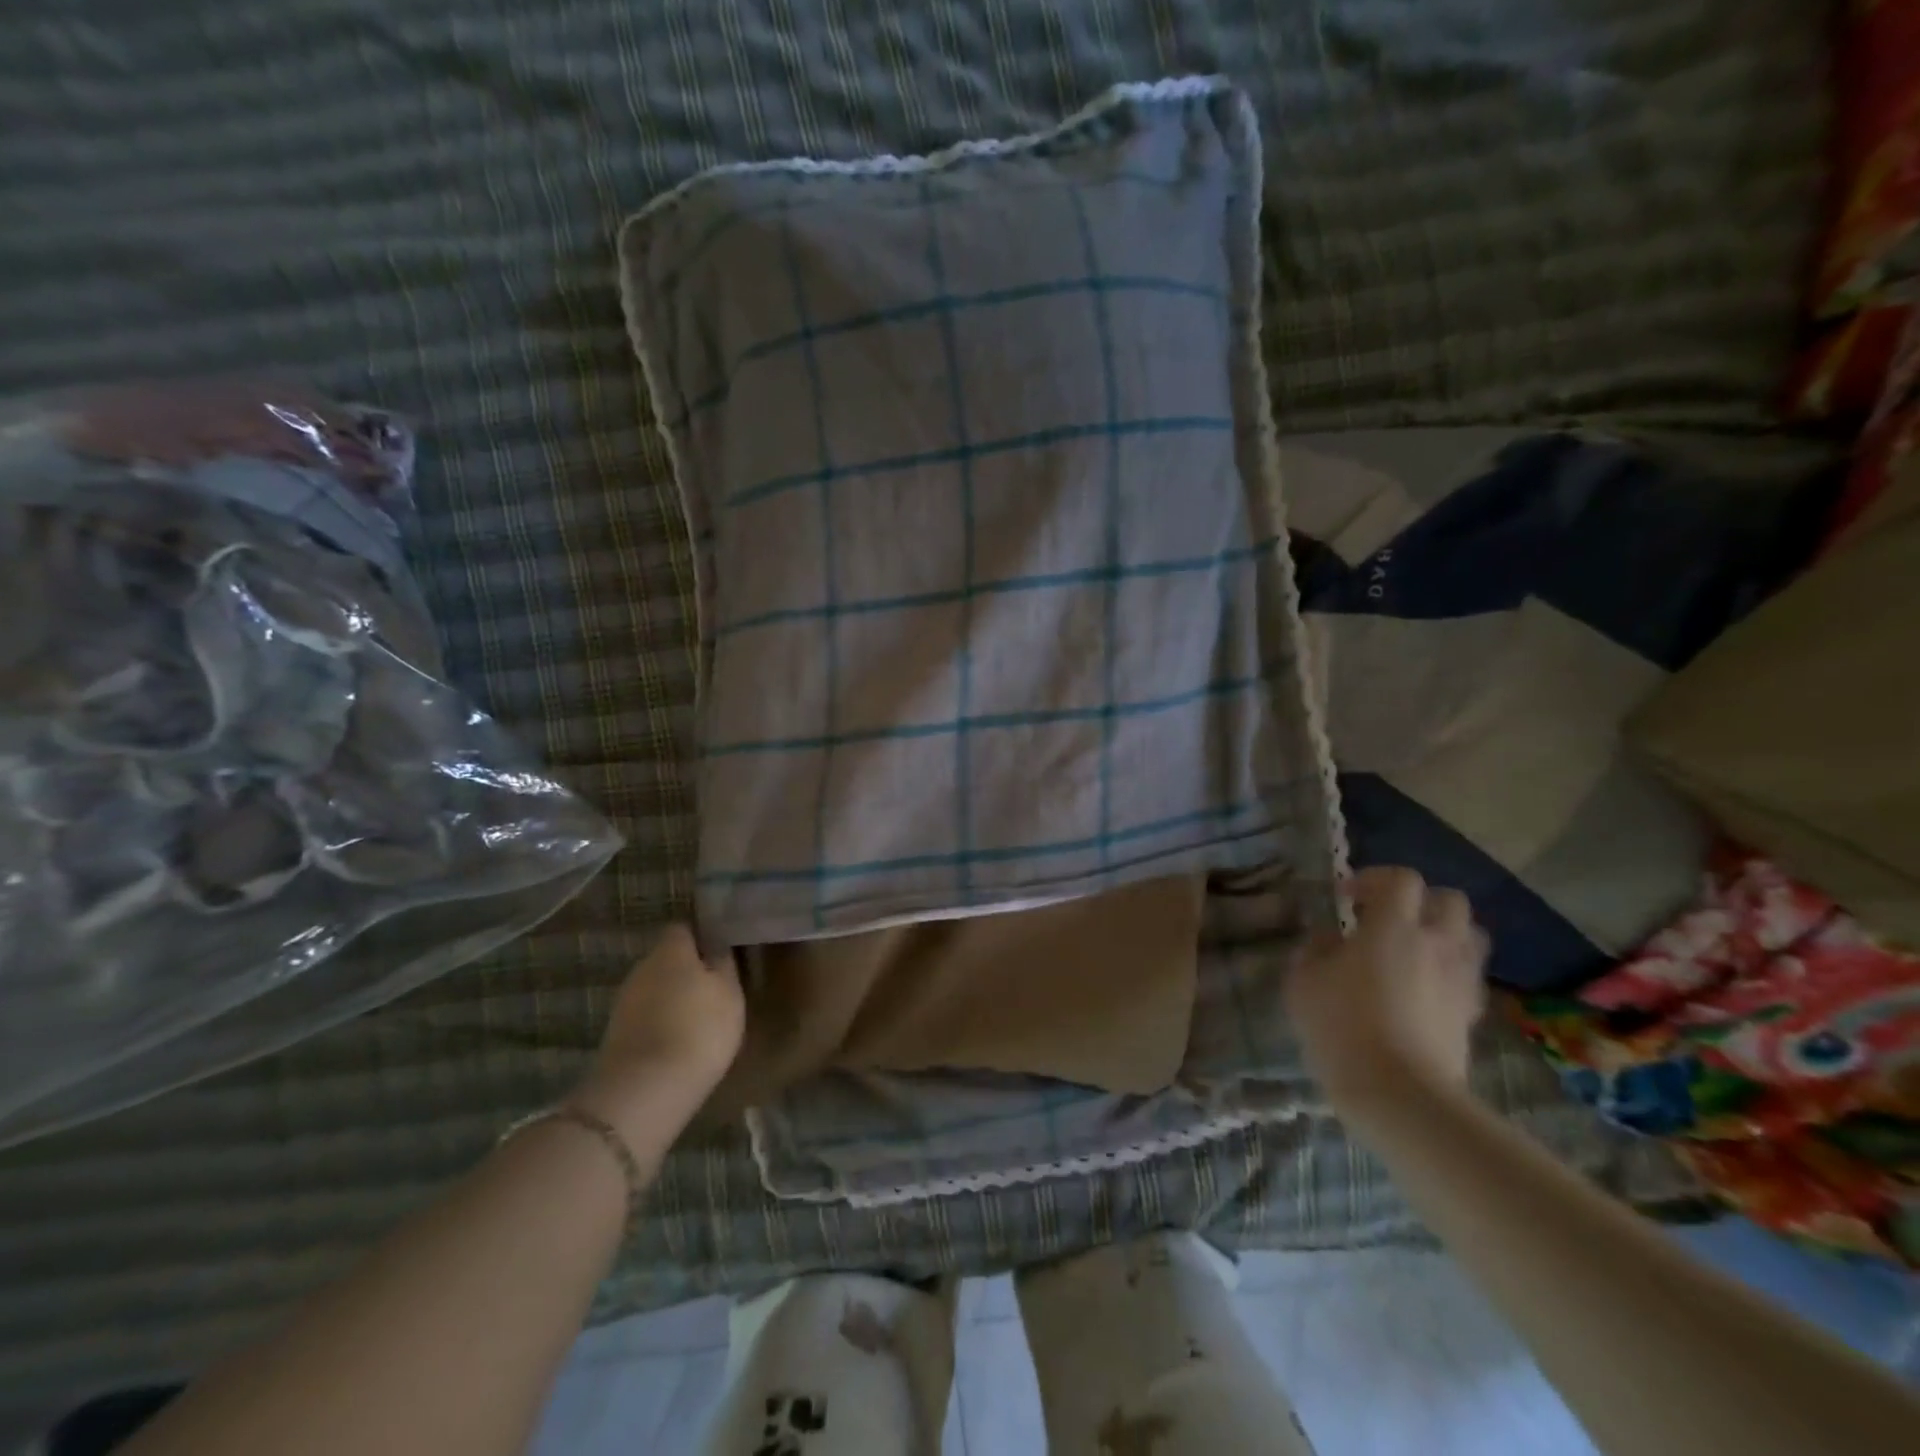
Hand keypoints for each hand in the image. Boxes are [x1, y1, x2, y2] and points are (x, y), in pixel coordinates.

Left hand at [572, 925, 744, 1138]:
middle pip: (667, 960)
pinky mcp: (615, 1034)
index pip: (684, 928)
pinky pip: (645, 1017)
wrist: (645, 1090)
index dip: (702, 938)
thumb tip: (716, 946)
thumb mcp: (729, 993)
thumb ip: (723, 964)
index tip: (721, 953)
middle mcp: (641, 967)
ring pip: (655, 989)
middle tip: (714, 988)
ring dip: (673, 999)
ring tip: (698, 1019)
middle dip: (687, 970)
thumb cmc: (699, 1029)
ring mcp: (624, 1002)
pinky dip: (660, 1023)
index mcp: (670, 950)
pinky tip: (677, 1042)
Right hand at [1284, 867, 1488, 1129]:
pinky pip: (1468, 975)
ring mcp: (1460, 979)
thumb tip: (1329, 938)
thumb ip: (1315, 949)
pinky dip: (1449, 970)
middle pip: (1449, 900)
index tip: (1346, 898)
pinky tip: (1423, 987)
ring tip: (1412, 949)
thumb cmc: (1342, 1027)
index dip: (1373, 879)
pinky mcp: (1471, 1014)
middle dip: (1419, 901)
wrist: (1400, 1094)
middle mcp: (1437, 944)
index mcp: (1394, 927)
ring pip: (1470, 936)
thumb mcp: (1303, 981)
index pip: (1401, 879)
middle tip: (1386, 918)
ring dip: (1443, 932)